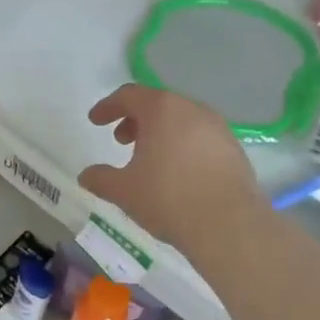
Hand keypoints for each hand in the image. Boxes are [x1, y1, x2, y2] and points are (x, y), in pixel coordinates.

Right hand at [78, 84, 265, 254]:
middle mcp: (192, 110)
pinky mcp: (233, 149)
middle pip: (158, 104)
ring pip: (182, 120)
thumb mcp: (123, 191)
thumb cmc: (167, 198)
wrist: (227, 223)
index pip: (129, 95)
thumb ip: (100, 179)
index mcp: (162, 110)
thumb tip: (86, 175)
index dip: (108, 106)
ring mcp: (218, 128)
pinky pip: (200, 138)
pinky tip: (177, 173)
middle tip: (121, 140)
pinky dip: (182, 146)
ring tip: (149, 159)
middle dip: (136, 119)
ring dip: (161, 133)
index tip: (95, 121)